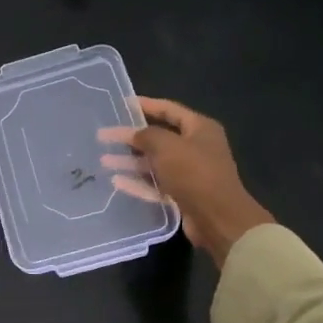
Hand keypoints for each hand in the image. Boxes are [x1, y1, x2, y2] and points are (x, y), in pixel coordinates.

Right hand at [99, 98, 272, 267]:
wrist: (218, 218)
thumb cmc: (194, 173)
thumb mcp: (166, 146)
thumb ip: (146, 135)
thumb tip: (132, 134)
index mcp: (200, 128)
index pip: (169, 109)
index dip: (145, 105)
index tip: (121, 104)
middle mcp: (197, 147)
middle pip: (159, 138)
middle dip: (131, 138)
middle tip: (104, 137)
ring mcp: (190, 172)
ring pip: (155, 162)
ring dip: (131, 161)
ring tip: (104, 161)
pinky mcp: (183, 194)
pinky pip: (156, 184)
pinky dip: (138, 182)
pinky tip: (117, 181)